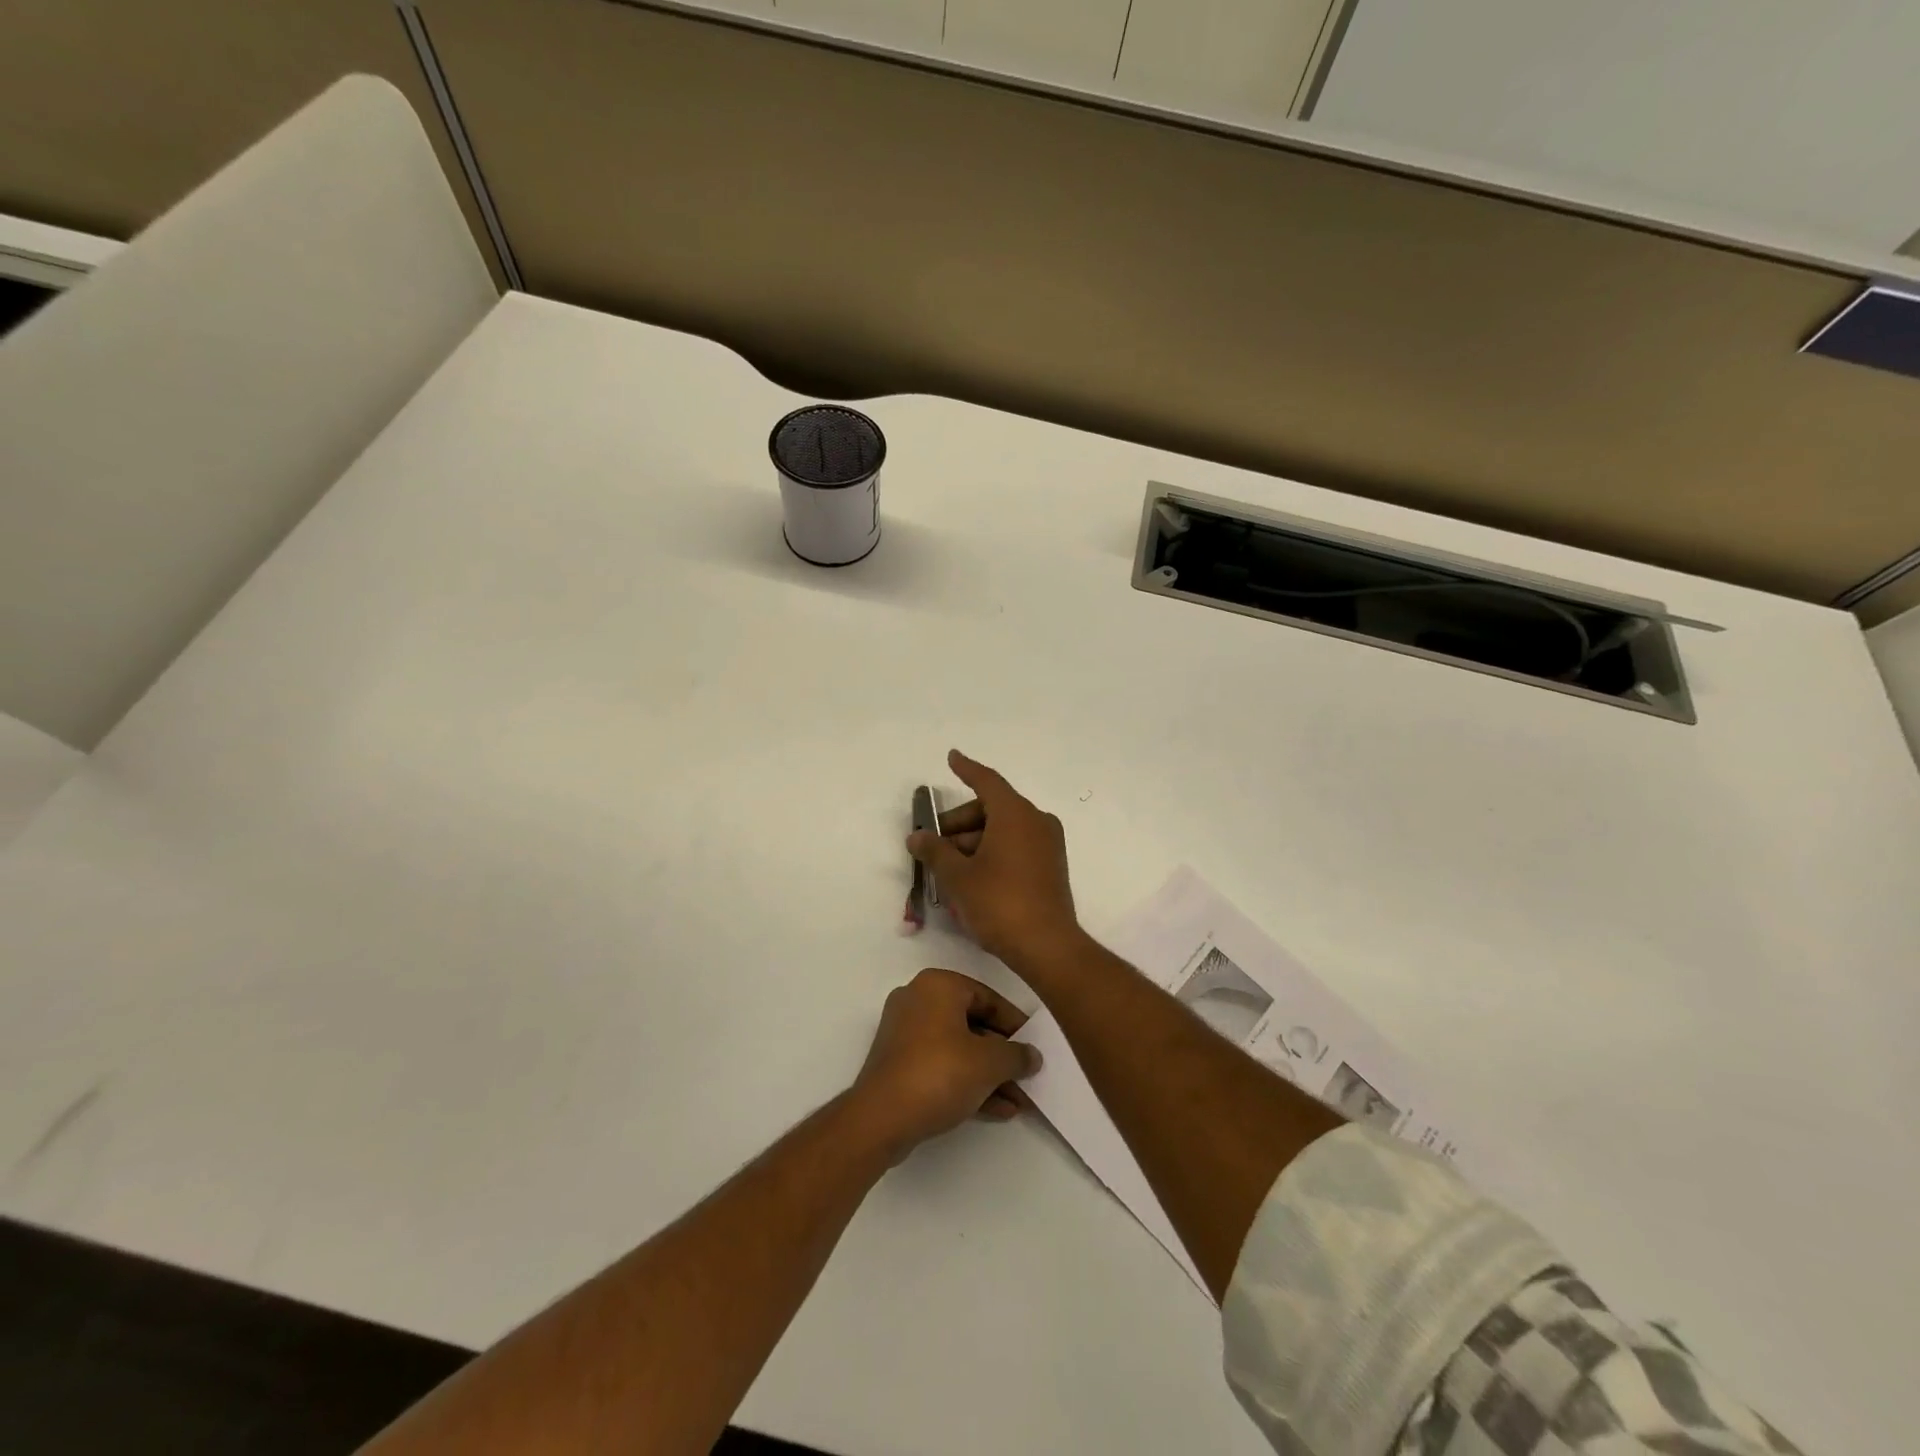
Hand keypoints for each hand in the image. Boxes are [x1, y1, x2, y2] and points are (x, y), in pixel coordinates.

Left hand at [850, 968, 1040, 1160]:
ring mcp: (905, 1033)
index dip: (1016, 1023)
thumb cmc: (939, 1073)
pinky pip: (942, 1066)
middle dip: (1003, 1055)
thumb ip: (1016, 1055)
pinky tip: (998, 1109)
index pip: (988, 997)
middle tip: (1029, 1075)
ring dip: (989, 1074)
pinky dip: (967, 1082)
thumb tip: (1032, 1056)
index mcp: (938, 986)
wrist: (881, 1118)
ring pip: (959, 1049)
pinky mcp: (899, 1064)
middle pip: (973, 1024)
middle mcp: (918, 1000)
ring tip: (1020, 1100)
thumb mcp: (989, 1063)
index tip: (1035, 1045)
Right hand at [906, 750, 1083, 969]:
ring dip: (972, 843)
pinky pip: (1015, 847)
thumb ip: (935, 851)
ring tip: (947, 872)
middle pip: (990, 809)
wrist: (1046, 946)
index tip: (951, 757)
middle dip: (959, 824)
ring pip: (1002, 831)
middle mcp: (1035, 821)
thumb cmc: (999, 903)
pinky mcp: (1050, 867)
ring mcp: (1047, 844)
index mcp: (1015, 814)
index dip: (966, 769)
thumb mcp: (958, 877)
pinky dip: (991, 854)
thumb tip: (917, 836)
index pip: (986, 781)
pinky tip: (970, 881)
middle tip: (933, 846)